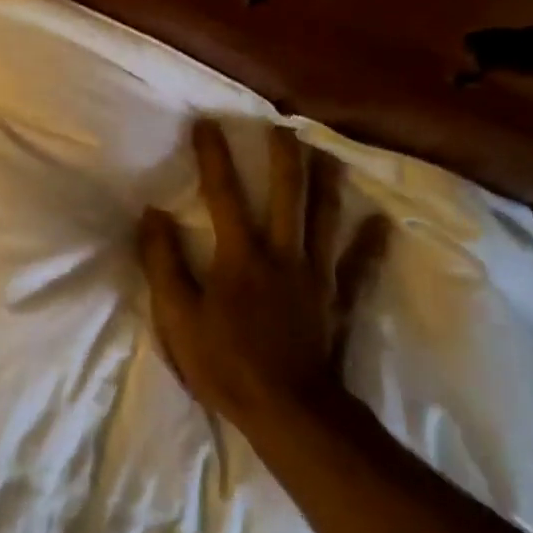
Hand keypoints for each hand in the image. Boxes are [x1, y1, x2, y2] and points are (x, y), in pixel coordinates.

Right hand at [138, 120, 386, 432]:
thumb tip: (152, 214)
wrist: (287, 409)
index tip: (207, 123)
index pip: (222, 194)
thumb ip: (163, 262)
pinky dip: (369, 243)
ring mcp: (315, 275)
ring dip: (325, 183)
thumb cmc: (225, 362)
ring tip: (326, 154)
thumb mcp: (177, 315)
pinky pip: (358, 265)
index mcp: (240, 254)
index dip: (213, 156)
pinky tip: (380, 223)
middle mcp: (282, 252)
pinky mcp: (337, 299)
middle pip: (286, 193)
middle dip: (282, 156)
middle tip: (282, 125)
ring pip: (324, 218)